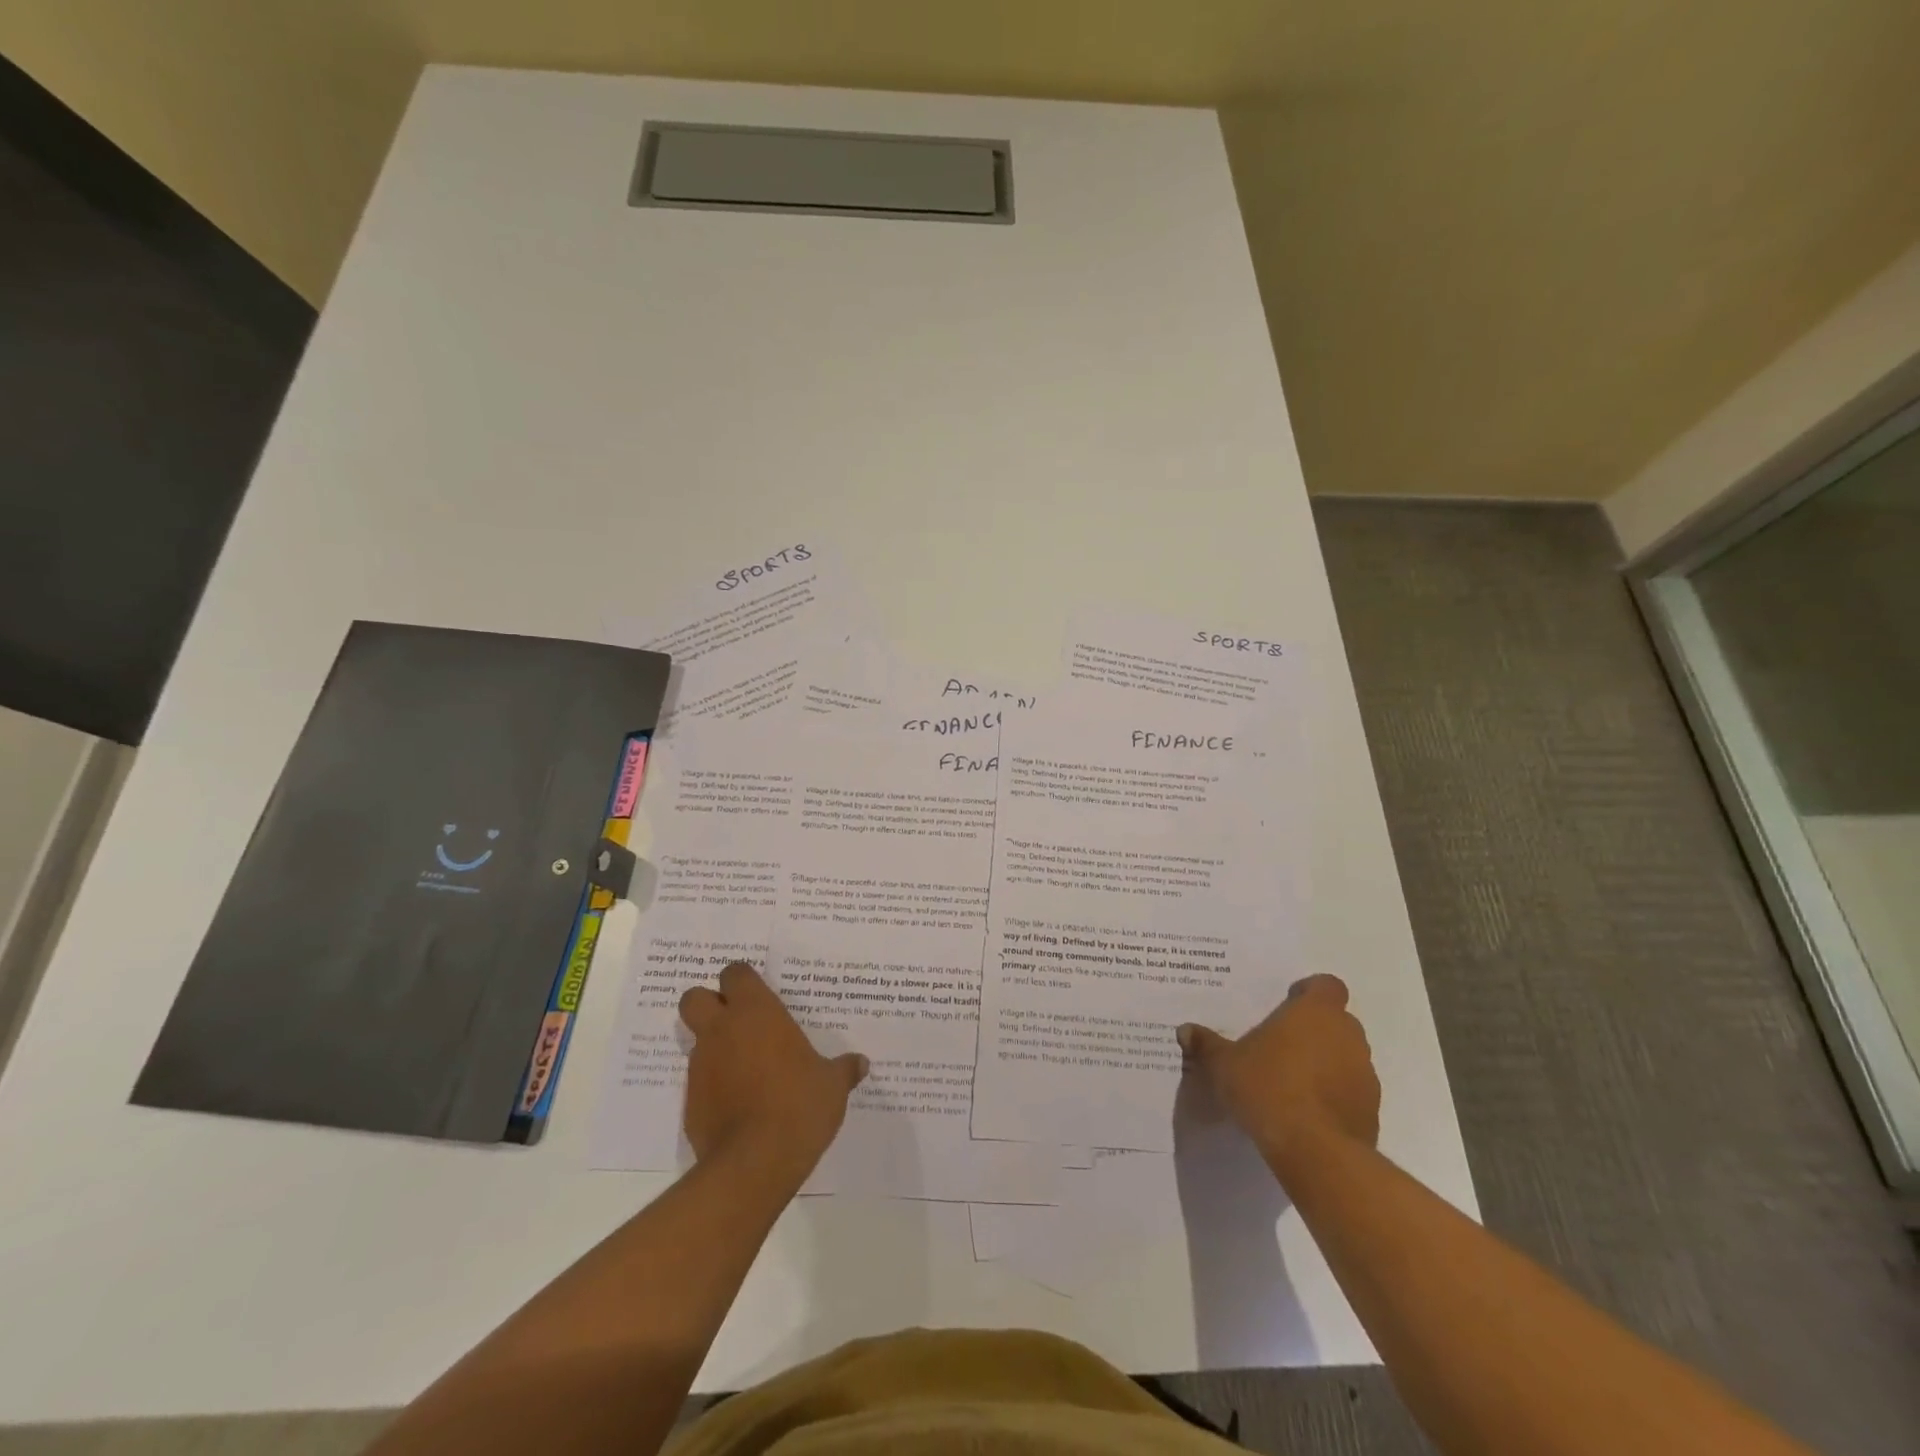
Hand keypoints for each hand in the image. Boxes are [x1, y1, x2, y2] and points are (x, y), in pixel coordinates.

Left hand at [678, 963, 866, 1183]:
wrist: (754, 1164)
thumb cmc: (798, 1106)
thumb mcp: (832, 1086)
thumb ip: (843, 1069)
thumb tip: (861, 1064)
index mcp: (756, 1013)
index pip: (735, 974)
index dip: (743, 981)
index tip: (759, 994)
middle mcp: (722, 1031)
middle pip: (694, 998)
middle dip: (709, 1003)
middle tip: (737, 1020)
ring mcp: (701, 1067)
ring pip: (697, 1042)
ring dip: (715, 1048)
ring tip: (746, 1070)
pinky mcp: (690, 1104)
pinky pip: (700, 1083)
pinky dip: (714, 1087)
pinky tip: (740, 1106)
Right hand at [1178, 975, 1379, 1180]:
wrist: (1315, 1151)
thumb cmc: (1268, 1088)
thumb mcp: (1224, 1064)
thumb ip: (1207, 1045)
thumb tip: (1185, 1030)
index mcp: (1315, 1013)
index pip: (1327, 985)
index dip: (1310, 992)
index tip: (1288, 1004)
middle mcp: (1347, 1036)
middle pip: (1337, 1021)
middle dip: (1314, 1029)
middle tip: (1281, 1044)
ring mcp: (1365, 1074)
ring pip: (1346, 1057)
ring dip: (1326, 1063)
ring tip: (1292, 1082)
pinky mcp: (1371, 1110)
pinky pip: (1351, 1092)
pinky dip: (1334, 1095)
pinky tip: (1306, 1112)